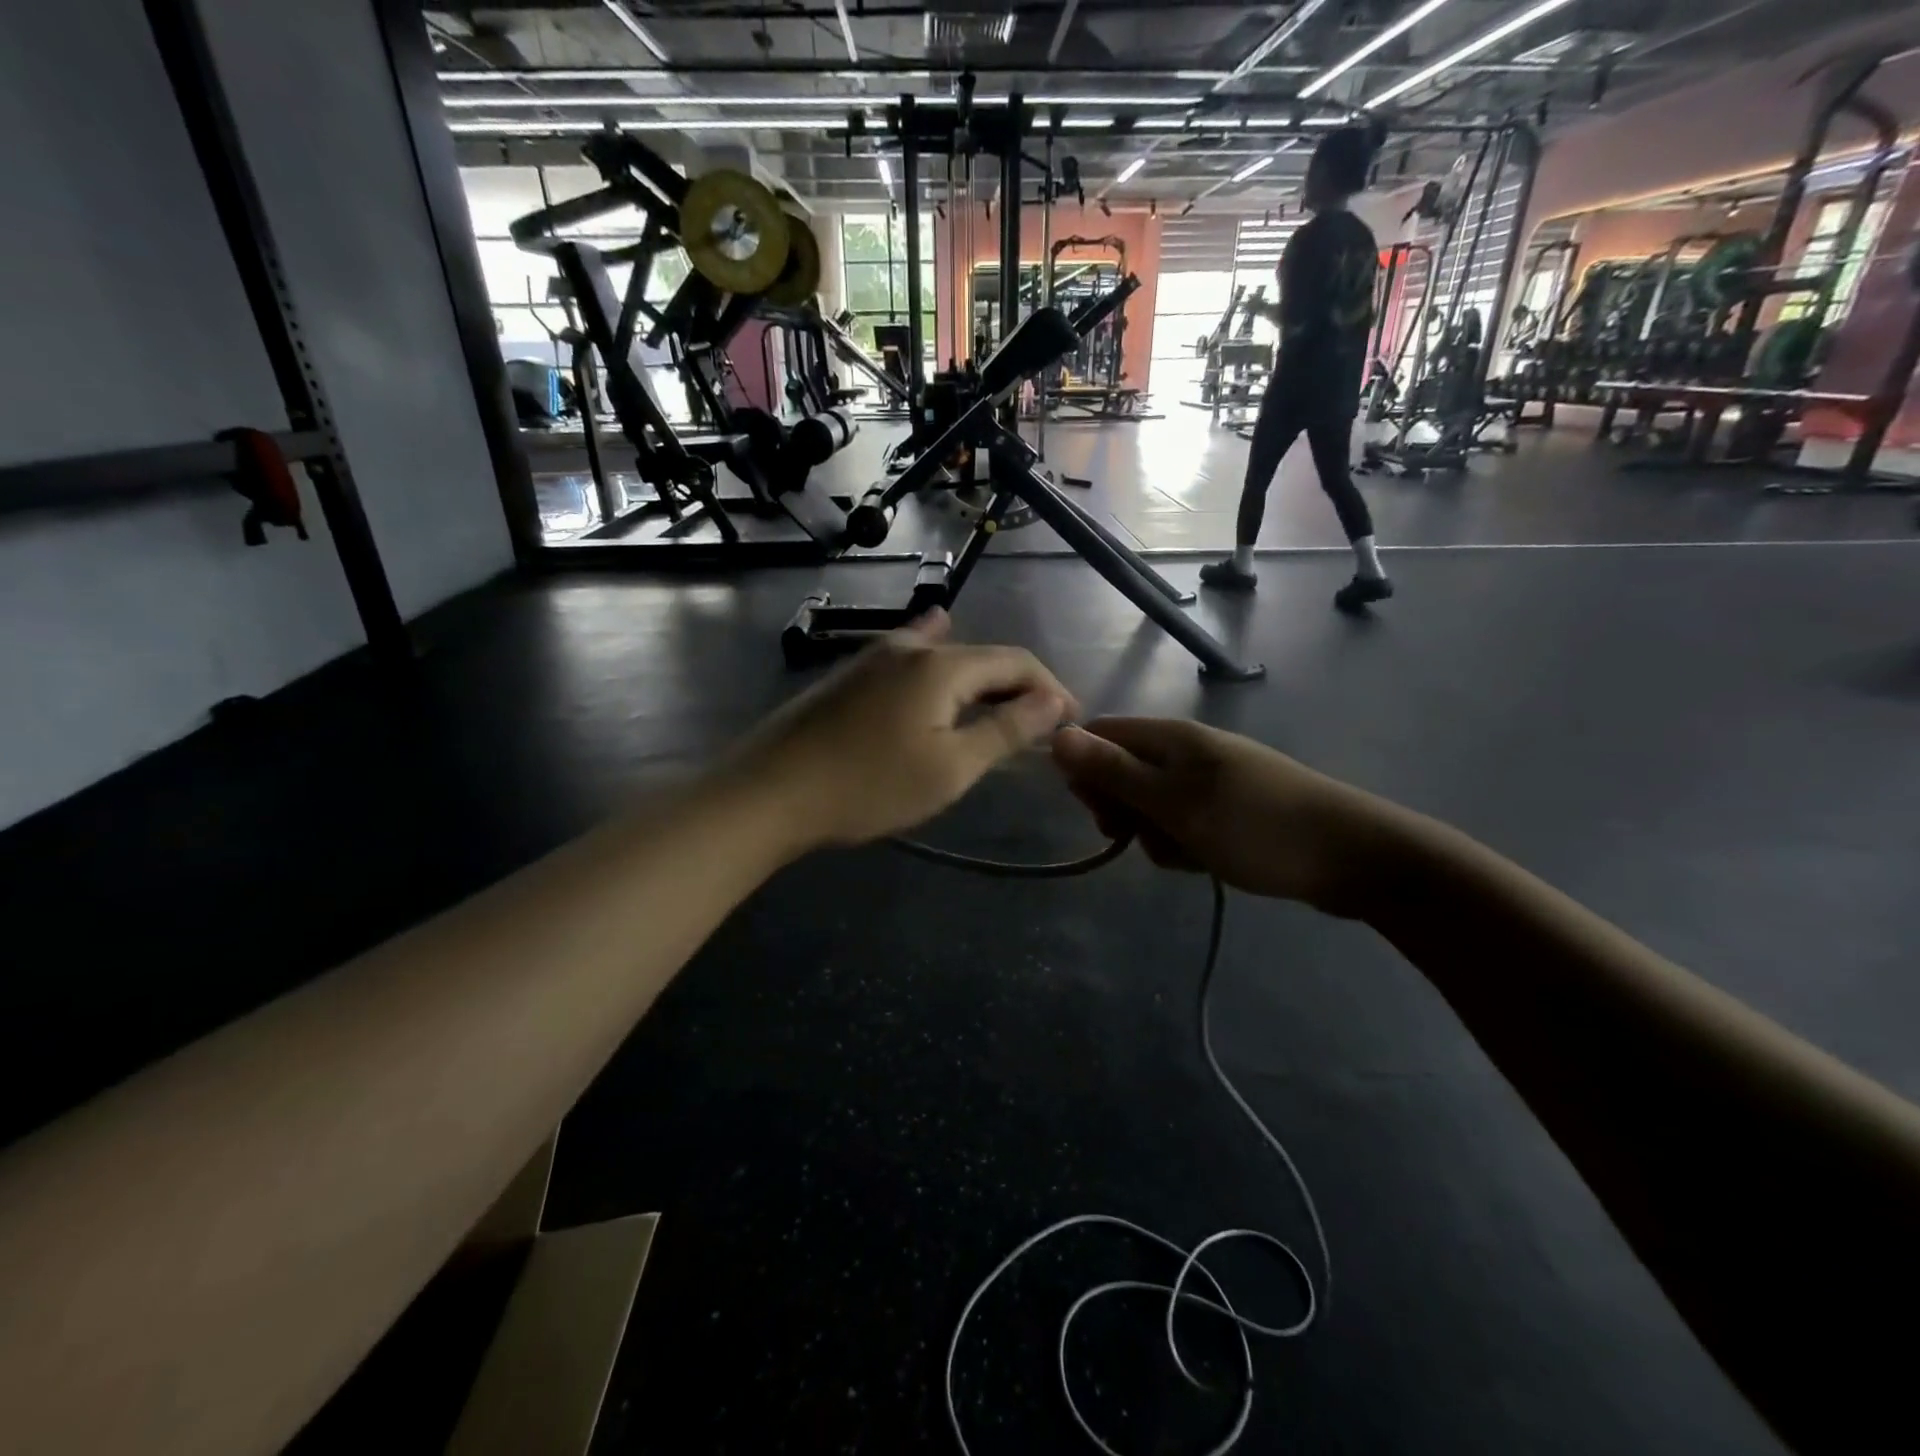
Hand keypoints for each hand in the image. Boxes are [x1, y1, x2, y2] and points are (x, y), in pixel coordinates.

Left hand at [737, 612, 1075, 850]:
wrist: (769, 793)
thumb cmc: (868, 786)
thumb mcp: (950, 767)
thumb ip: (1006, 729)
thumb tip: (1054, 700)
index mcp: (942, 665)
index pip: (1015, 662)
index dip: (1049, 688)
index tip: (1071, 721)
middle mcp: (909, 647)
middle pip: (980, 657)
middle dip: (1016, 688)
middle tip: (1038, 728)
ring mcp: (872, 657)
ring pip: (943, 658)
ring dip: (979, 682)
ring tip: (999, 707)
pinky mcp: (848, 676)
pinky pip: (908, 659)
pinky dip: (937, 663)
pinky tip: (933, 642)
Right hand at [1050, 718, 1396, 916]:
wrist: (1351, 857)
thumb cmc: (1254, 825)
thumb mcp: (1174, 803)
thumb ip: (1114, 772)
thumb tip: (1056, 736)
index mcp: (1171, 738)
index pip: (1102, 736)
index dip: (1086, 770)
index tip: (1095, 811)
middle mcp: (1187, 752)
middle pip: (1124, 773)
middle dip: (1123, 810)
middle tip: (1141, 836)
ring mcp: (1210, 781)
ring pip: (1152, 806)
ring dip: (1155, 835)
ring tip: (1187, 853)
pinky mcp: (1228, 810)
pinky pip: (1183, 824)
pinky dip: (1184, 844)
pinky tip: (1206, 861)